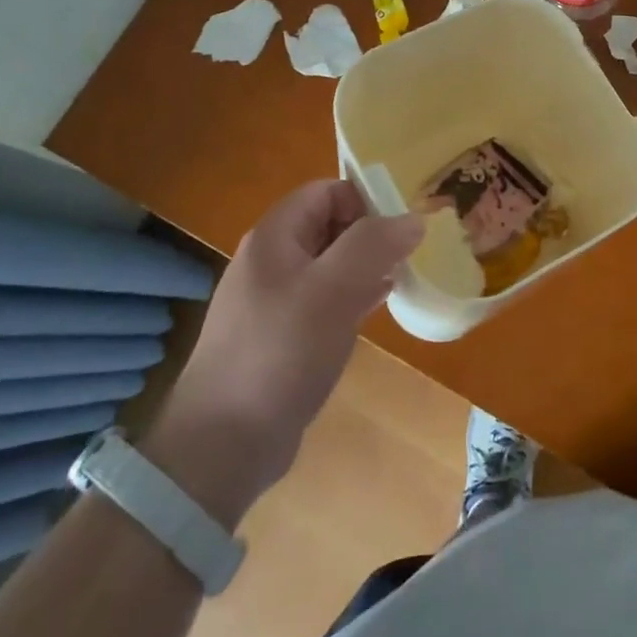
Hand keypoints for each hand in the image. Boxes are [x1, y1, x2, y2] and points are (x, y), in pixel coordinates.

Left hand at [143, 181, 421, 526]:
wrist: (223, 444)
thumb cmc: (280, 352)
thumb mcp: (333, 290)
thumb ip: (374, 245)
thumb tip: (413, 218)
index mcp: (275, 237)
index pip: (326, 192)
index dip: (365, 200)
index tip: (402, 227)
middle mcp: (271, 261)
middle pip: (329, 225)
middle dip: (371, 234)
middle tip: (408, 255)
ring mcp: (273, 300)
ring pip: (330, 264)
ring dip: (366, 266)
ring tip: (402, 278)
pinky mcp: (281, 336)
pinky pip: (324, 300)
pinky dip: (352, 296)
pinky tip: (377, 309)